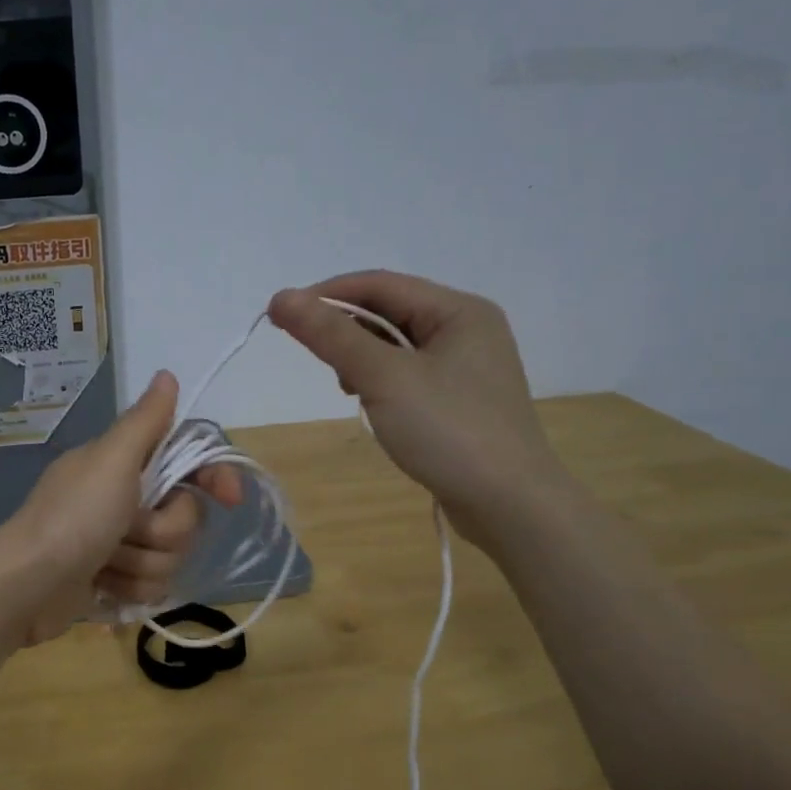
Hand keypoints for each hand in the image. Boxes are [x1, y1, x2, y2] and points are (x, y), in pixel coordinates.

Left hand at [0, 371, 240, 644]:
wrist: (26, 586)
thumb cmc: (73, 517)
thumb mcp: (111, 460)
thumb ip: (145, 421)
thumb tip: (167, 374)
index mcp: (126, 464)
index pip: (189, 462)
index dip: (214, 477)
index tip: (230, 498)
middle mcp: (125, 498)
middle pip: (185, 516)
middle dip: (162, 531)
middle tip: (127, 530)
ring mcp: (119, 541)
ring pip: (170, 556)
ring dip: (141, 564)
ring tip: (106, 563)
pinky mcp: (115, 580)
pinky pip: (152, 586)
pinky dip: (129, 589)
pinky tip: (102, 586)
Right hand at [269, 271, 568, 545]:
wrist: (510, 505)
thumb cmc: (448, 431)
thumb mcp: (384, 378)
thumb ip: (332, 336)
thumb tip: (281, 298)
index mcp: (458, 310)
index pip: (379, 284)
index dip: (325, 295)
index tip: (280, 316)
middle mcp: (467, 328)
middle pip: (389, 311)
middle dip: (344, 328)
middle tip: (308, 352)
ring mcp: (467, 366)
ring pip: (396, 344)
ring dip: (361, 357)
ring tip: (346, 386)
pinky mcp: (460, 399)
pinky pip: (408, 373)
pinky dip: (380, 380)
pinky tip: (370, 403)